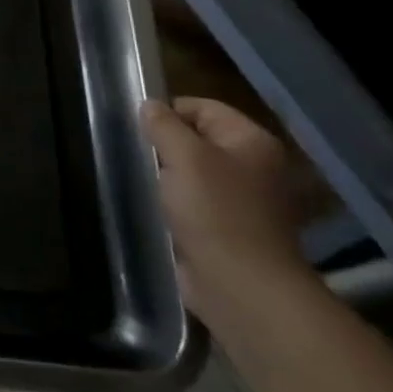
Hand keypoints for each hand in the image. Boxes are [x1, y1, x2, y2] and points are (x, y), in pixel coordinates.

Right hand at [141, 97, 322, 329]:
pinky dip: (175, 202)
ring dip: (167, 176)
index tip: (137, 129)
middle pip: (198, 139)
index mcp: (252, 141)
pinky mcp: (229, 228)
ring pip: (193, 172)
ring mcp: (244, 200)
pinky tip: (156, 208)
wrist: (241, 286)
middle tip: (138, 157)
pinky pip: (194, 202)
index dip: (168, 112)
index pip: (202, 107)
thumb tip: (149, 105)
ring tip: (143, 183)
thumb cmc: (215, 212)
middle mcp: (255, 166)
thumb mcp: (183, 156)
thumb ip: (163, 125)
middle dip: (165, 146)